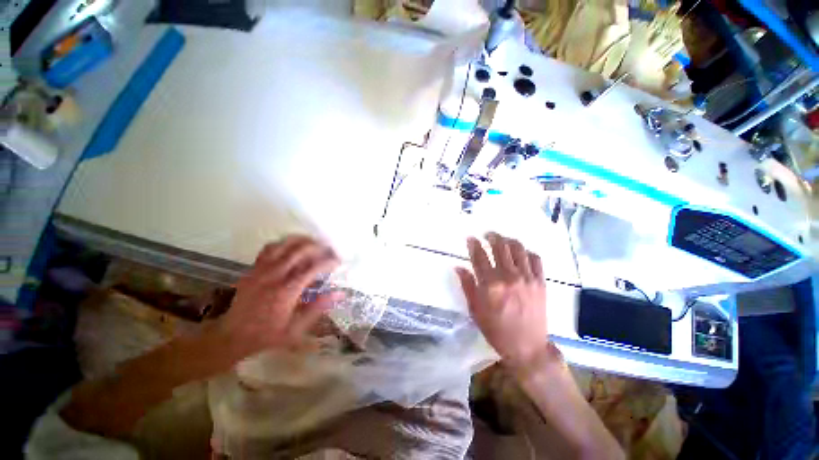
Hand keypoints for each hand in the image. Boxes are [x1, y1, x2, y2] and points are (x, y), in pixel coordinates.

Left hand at [213, 235, 341, 360]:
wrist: (231, 336)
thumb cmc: (267, 335)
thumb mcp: (296, 328)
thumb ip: (318, 308)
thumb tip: (340, 293)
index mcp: (287, 291)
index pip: (313, 268)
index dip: (328, 261)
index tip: (338, 261)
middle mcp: (275, 275)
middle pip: (300, 250)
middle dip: (319, 247)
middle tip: (329, 250)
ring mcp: (262, 270)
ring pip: (285, 244)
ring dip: (302, 241)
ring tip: (314, 244)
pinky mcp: (253, 268)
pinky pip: (270, 248)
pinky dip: (284, 243)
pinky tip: (292, 247)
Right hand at [456, 233, 548, 368]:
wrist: (527, 347)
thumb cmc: (496, 330)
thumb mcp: (475, 310)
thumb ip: (467, 285)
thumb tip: (458, 267)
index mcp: (490, 285)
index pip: (479, 256)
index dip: (474, 244)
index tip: (471, 238)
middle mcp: (508, 277)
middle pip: (499, 247)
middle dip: (491, 236)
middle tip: (487, 235)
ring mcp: (527, 278)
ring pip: (517, 248)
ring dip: (508, 240)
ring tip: (503, 240)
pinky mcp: (540, 282)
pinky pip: (535, 258)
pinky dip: (526, 252)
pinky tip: (520, 253)